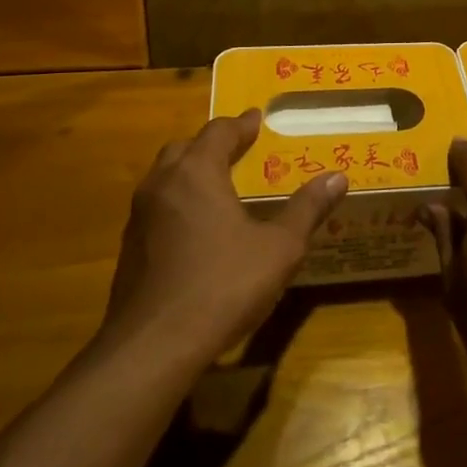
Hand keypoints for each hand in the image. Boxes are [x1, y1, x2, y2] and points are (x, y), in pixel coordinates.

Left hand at [99, 110, 347, 365]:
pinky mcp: (128, 250)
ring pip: (164, 179)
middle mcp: (161, 185)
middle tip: (237, 149)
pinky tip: (195, 230)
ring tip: (217, 186)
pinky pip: (156, 210)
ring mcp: (138, 218)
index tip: (257, 118)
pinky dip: (177, 205)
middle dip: (211, 144)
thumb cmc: (222, 285)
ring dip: (189, 173)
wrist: (153, 347)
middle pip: (184, 149)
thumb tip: (337, 178)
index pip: (219, 132)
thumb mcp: (279, 248)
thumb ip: (306, 209)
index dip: (241, 124)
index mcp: (196, 173)